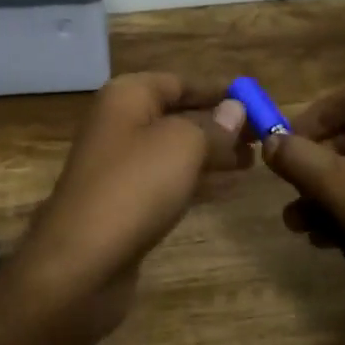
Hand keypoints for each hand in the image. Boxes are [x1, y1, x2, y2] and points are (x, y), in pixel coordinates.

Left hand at [20, 73, 250, 338]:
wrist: (81, 262)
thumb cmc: (134, 187)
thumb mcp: (183, 145)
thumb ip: (214, 126)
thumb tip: (235, 109)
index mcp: (127, 98)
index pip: (178, 82)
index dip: (217, 91)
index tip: (254, 99)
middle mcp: (120, 125)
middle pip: (178, 116)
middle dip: (219, 124)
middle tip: (263, 135)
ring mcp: (121, 167)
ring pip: (176, 151)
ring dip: (213, 153)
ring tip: (255, 160)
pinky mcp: (126, 203)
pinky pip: (169, 181)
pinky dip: (199, 181)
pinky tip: (231, 188)